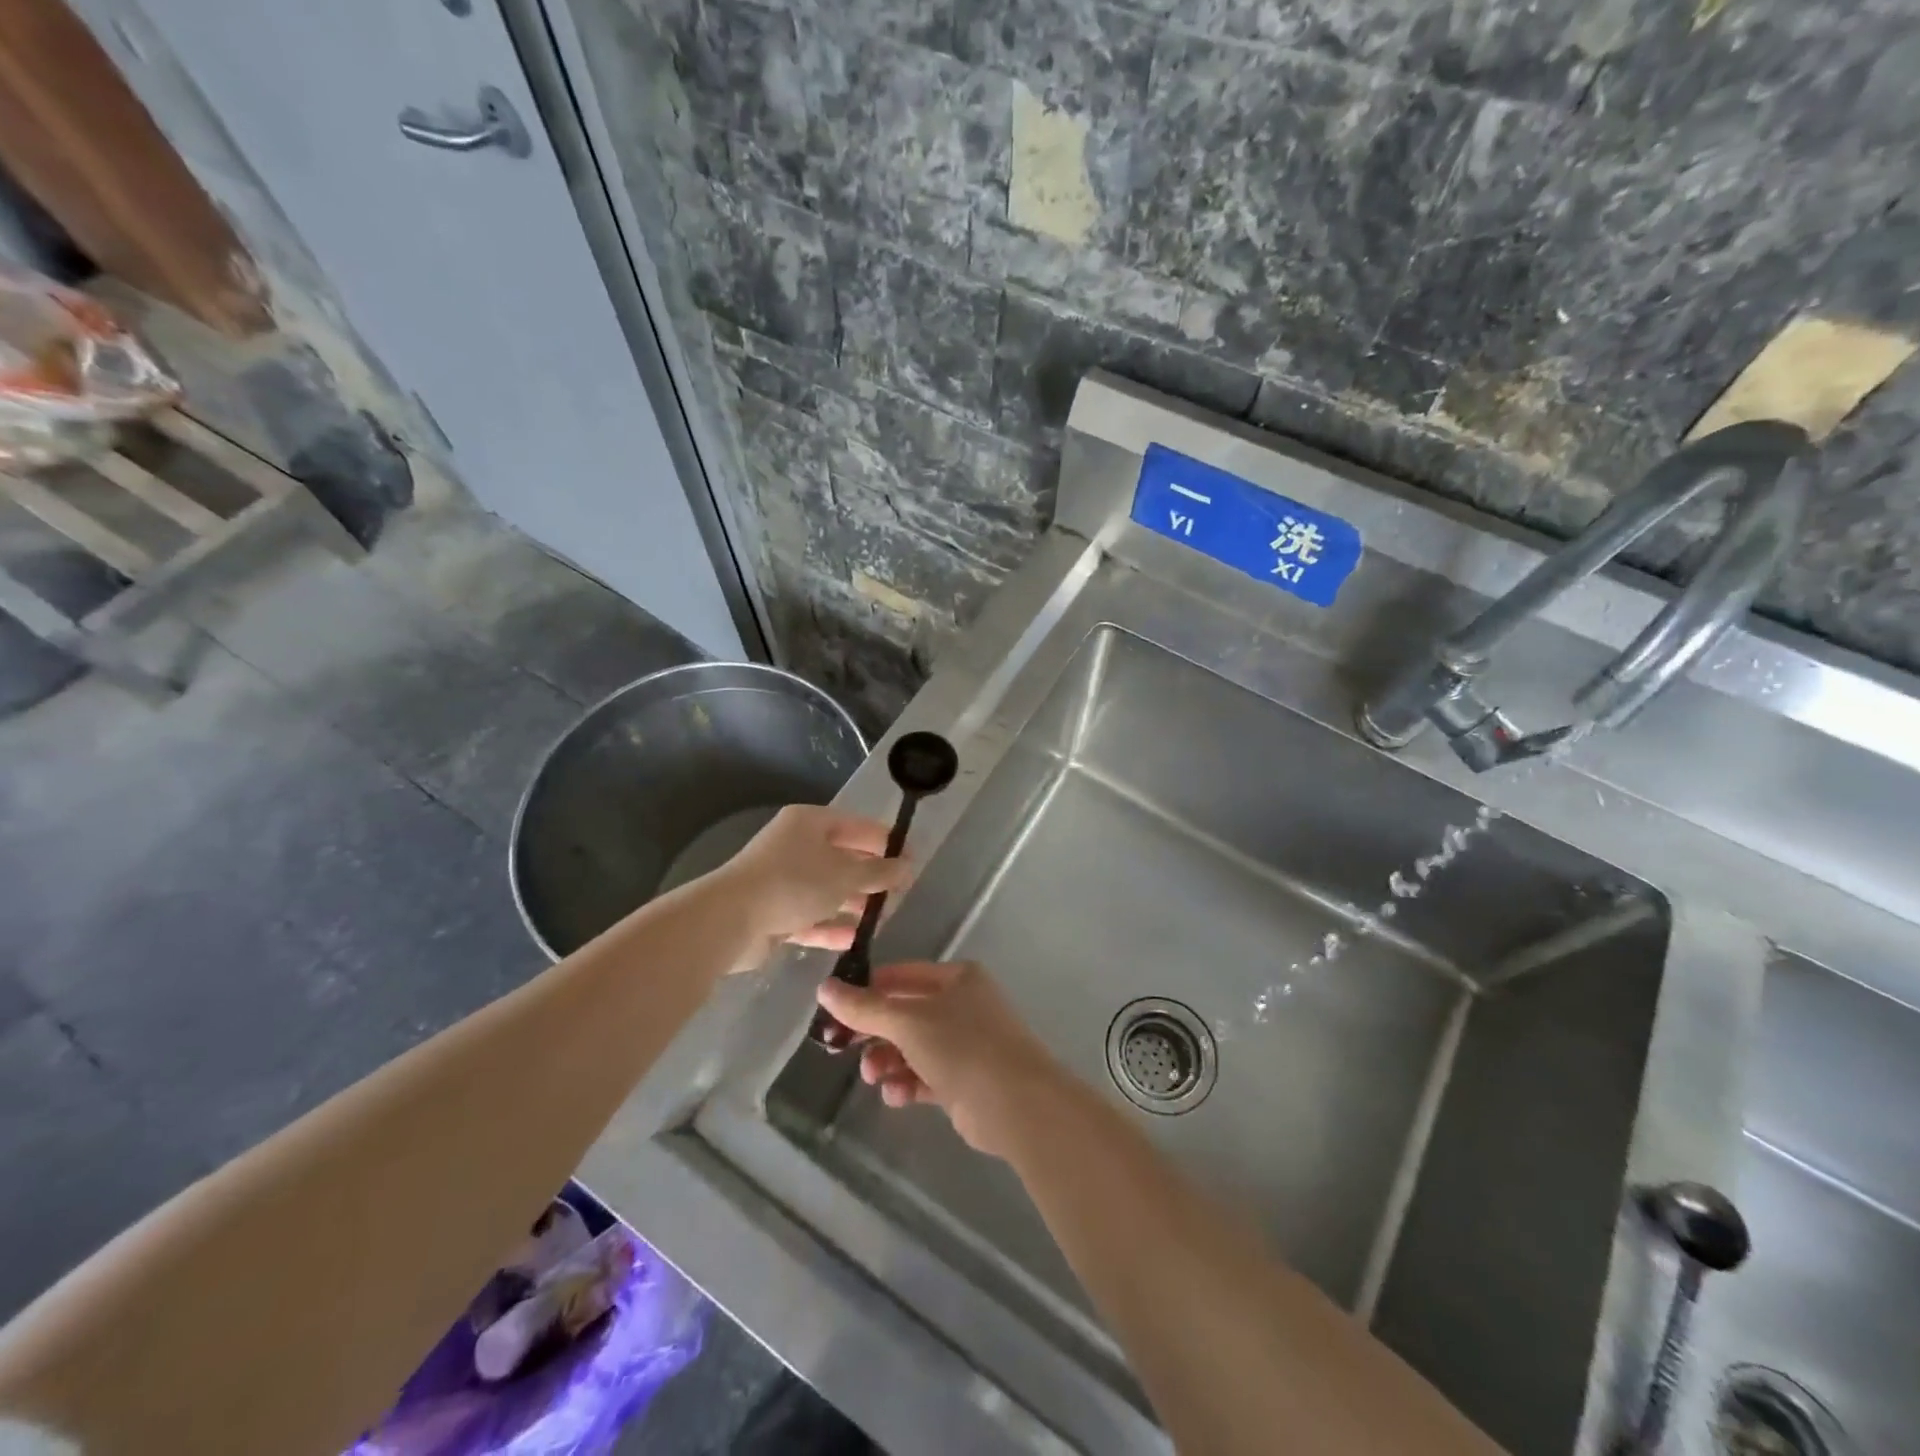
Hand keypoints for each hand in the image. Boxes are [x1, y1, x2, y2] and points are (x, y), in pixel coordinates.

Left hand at [712, 805, 911, 961]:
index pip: (857, 826)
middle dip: (870, 877)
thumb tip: (906, 867)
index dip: (886, 842)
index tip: (911, 861)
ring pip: (827, 890)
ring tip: (881, 920)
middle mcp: (795, 846)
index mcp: (810, 823)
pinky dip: (830, 927)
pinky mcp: (774, 912)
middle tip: (899, 895)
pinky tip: (854, 940)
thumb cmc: (794, 883)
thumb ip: (879, 872)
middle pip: (842, 859)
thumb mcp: (845, 874)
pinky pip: (810, 917)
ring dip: (852, 905)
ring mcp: (783, 880)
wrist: (730, 920)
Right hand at [815, 962, 1067, 1157]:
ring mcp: (967, 1044)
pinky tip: (895, 1095)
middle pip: (905, 1014)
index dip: (868, 990)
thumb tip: (824, 987)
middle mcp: (963, 1005)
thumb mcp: (908, 1021)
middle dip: (875, 1033)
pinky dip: (907, 1083)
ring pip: (913, 1047)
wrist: (1016, 1104)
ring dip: (888, 1061)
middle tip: (843, 1049)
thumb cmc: (962, 1046)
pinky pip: (926, 1076)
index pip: (902, 976)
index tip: (836, 1010)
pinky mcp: (965, 1081)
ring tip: (873, 1077)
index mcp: (957, 978)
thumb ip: (864, 1007)